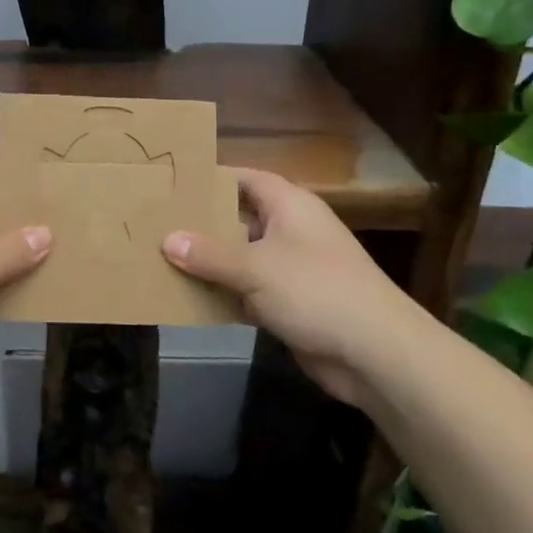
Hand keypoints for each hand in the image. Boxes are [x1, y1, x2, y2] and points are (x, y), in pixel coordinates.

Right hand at [162, 168, 428, 400]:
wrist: (375, 354)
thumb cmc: (316, 291)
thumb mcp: (255, 268)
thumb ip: (208, 254)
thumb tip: (167, 239)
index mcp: (290, 206)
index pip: (246, 179)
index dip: (213, 178)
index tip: (173, 183)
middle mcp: (291, 230)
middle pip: (239, 218)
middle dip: (202, 223)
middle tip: (156, 223)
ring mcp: (292, 268)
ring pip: (241, 257)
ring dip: (210, 263)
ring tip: (161, 259)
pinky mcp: (291, 303)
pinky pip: (248, 290)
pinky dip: (224, 294)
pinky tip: (189, 299)